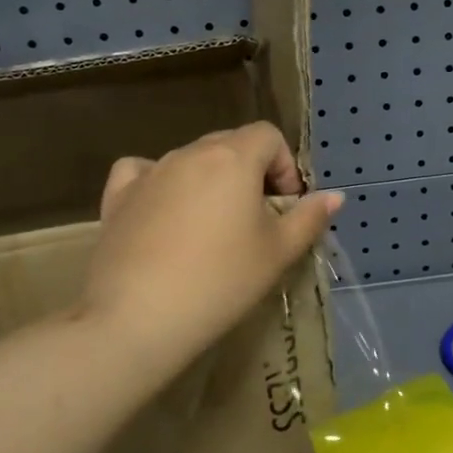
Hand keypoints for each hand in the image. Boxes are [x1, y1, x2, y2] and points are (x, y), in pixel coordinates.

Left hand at [80, 122, 343, 378]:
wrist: (139, 317)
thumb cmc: (221, 282)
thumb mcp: (277, 253)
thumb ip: (309, 218)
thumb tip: (334, 196)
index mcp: (232, 158)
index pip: (268, 135)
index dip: (284, 165)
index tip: (285, 206)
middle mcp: (189, 153)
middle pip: (229, 144)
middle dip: (250, 172)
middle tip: (256, 220)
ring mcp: (149, 172)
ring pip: (190, 159)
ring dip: (210, 180)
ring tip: (212, 228)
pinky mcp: (118, 196)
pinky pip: (142, 172)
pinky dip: (158, 182)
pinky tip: (162, 209)